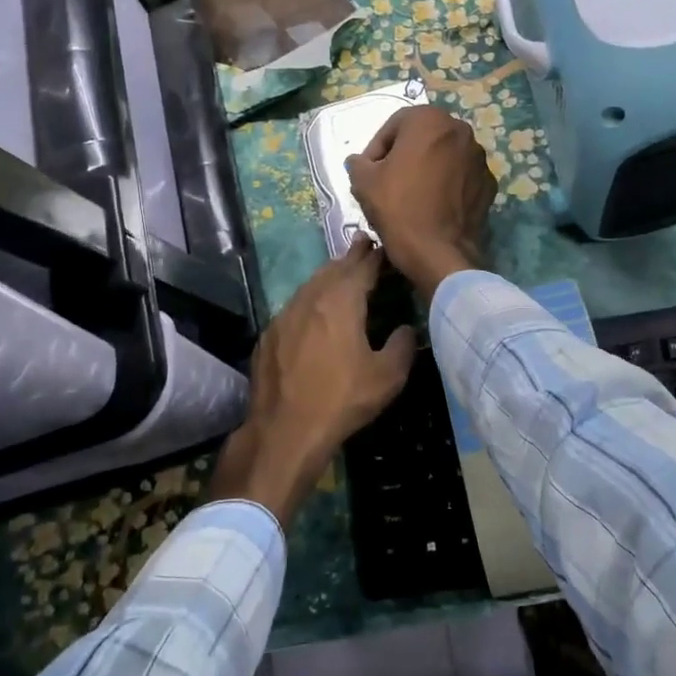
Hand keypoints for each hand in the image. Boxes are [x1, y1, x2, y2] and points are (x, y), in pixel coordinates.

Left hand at [207, 237, 416, 524]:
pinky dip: (309, 299)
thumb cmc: (342, 400)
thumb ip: (403, 345)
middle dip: (350, 256)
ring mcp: (284, 316)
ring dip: (328, 275)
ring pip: (310, 285)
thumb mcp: (388, 377)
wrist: (284, 431)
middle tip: (363, 243)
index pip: (362, 267)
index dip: (374, 256)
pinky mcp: (269, 335)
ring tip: (341, 270)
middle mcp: (311, 299)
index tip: (383, 245)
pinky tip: (313, 310)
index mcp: (341, 302)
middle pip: (334, 269)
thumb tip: (407, 328)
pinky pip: (294, 307)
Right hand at [346, 105, 496, 300]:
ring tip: (412, 195)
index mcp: (430, 119)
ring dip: (428, 168)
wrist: (438, 252)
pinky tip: (434, 206)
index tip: (369, 171)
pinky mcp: (489, 184)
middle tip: (388, 181)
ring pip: (444, 156)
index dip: (377, 148)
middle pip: (423, 138)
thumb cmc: (398, 208)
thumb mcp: (363, 182)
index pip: (395, 125)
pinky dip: (447, 185)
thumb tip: (360, 162)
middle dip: (404, 155)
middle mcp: (460, 130)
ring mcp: (479, 158)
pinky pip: (461, 177)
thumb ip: (358, 163)